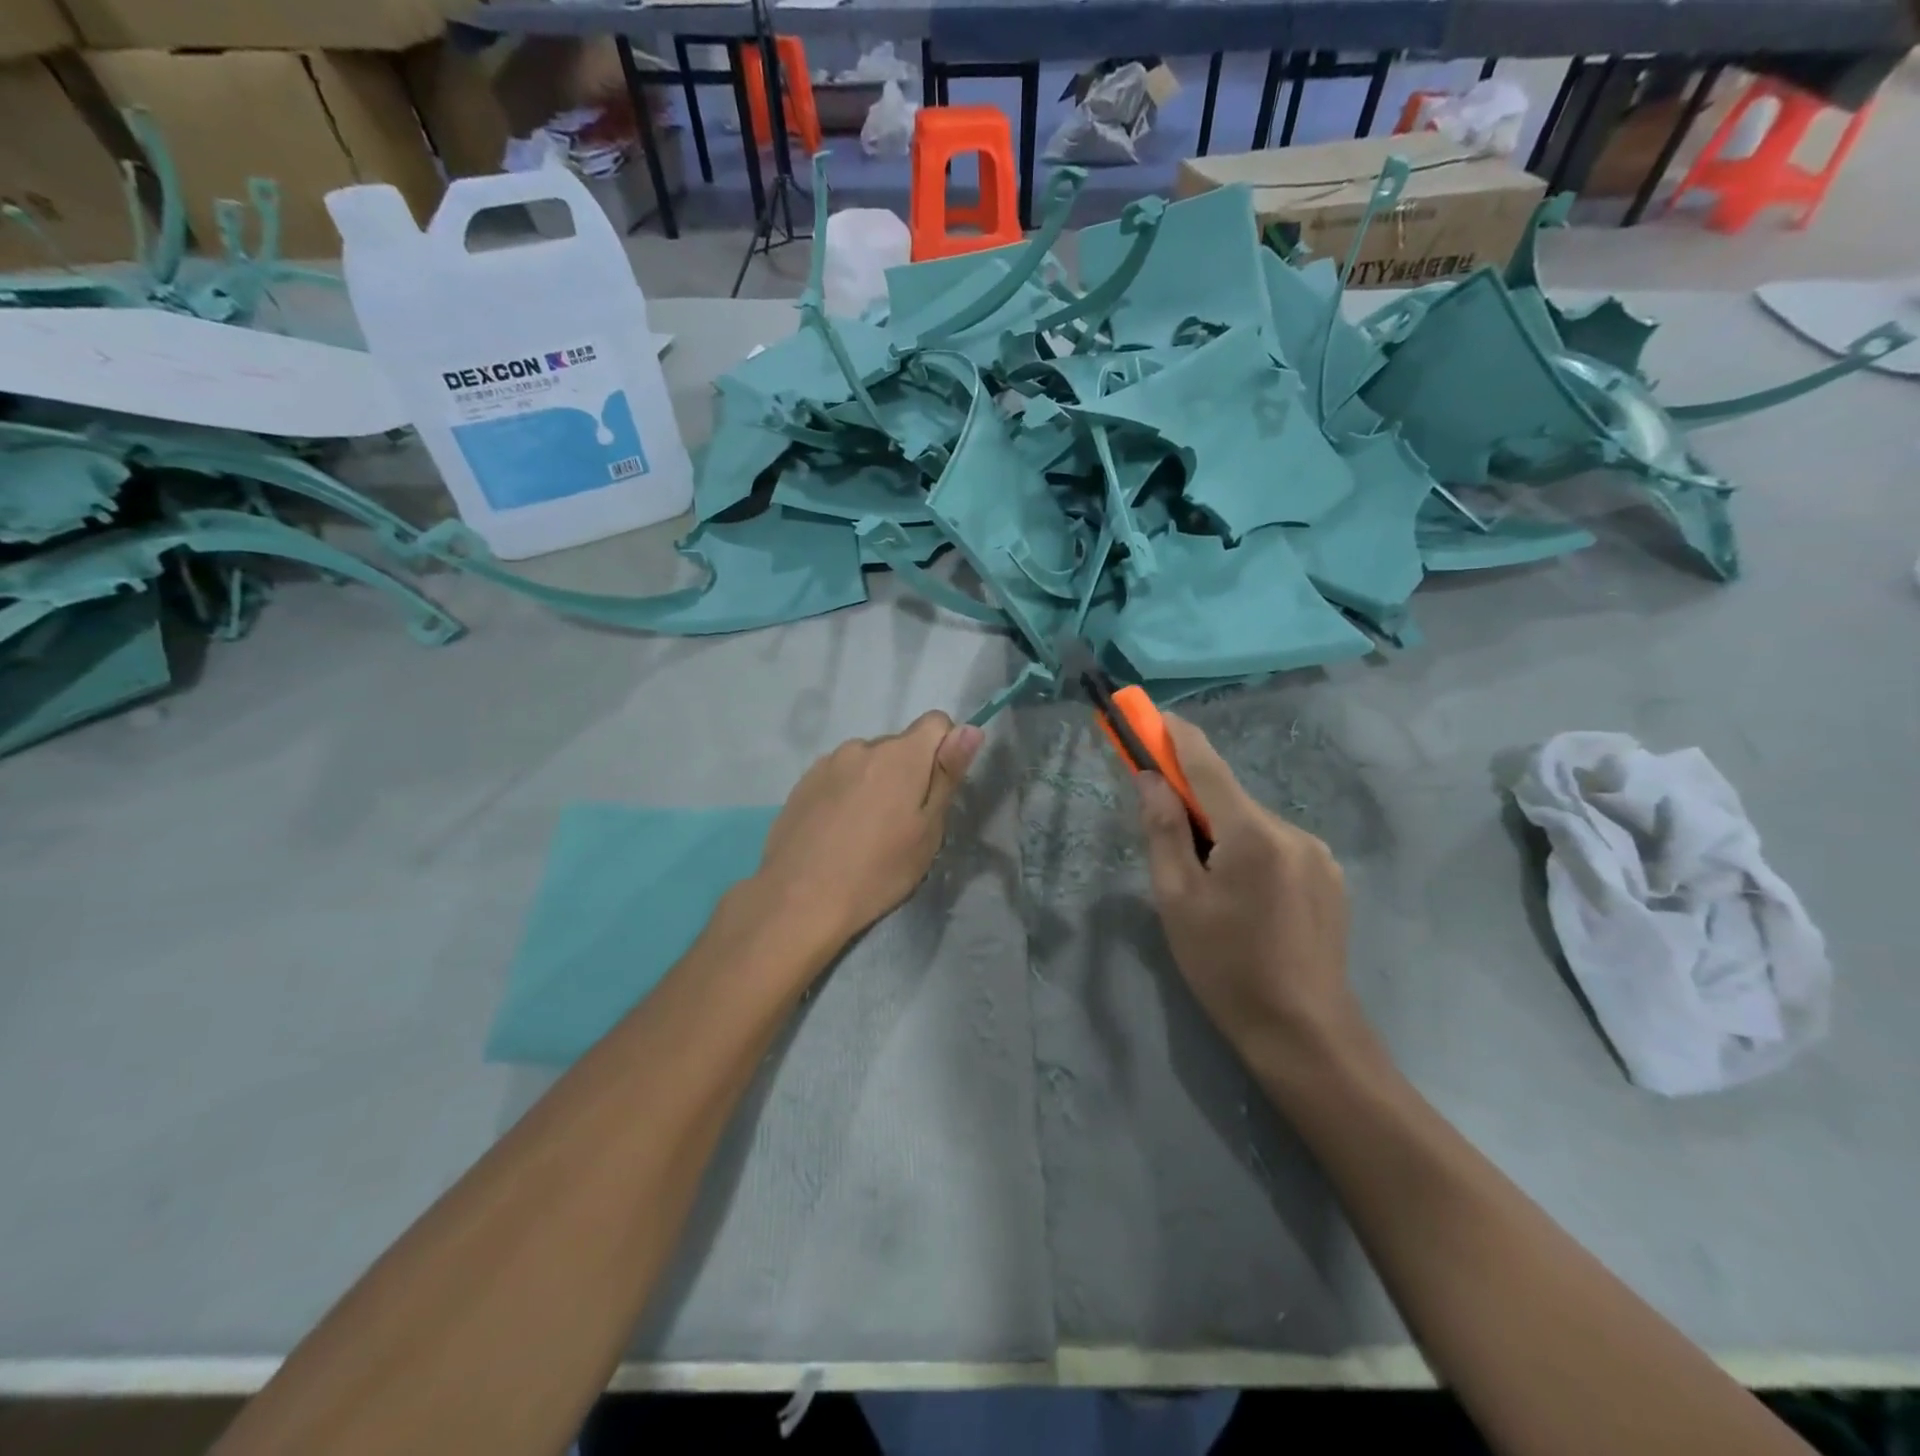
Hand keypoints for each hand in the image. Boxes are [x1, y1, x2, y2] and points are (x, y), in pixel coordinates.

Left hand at [755, 712, 984, 948]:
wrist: (799, 899)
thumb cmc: (877, 871)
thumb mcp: (927, 830)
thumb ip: (947, 774)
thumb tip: (971, 728)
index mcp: (901, 755)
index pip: (937, 723)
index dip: (945, 752)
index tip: (935, 793)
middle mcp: (863, 746)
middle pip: (900, 745)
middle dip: (908, 773)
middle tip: (901, 824)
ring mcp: (828, 762)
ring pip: (868, 762)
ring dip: (875, 782)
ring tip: (865, 831)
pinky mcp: (804, 782)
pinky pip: (839, 776)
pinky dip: (846, 793)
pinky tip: (837, 831)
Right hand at [1135, 714, 1356, 1066]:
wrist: (1304, 1034)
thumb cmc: (1226, 967)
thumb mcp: (1177, 900)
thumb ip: (1162, 831)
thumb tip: (1150, 779)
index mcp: (1252, 834)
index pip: (1208, 765)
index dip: (1177, 737)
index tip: (1152, 716)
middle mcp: (1292, 831)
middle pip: (1230, 799)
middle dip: (1195, 805)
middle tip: (1167, 838)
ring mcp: (1318, 854)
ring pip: (1254, 825)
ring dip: (1224, 836)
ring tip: (1210, 889)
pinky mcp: (1331, 878)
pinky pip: (1278, 847)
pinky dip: (1250, 853)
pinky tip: (1245, 900)